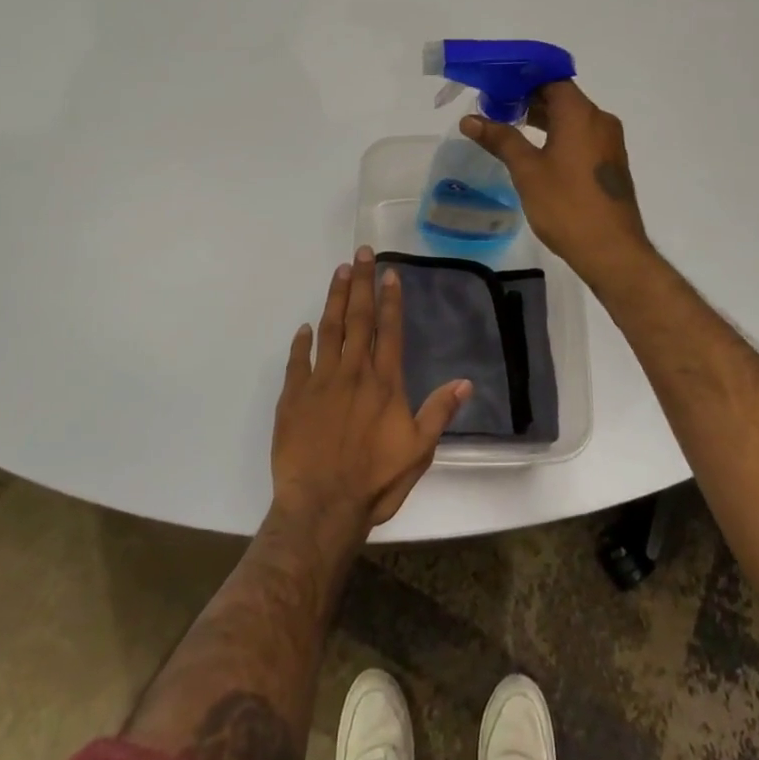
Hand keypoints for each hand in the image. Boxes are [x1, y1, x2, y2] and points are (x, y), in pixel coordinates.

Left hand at [272, 247, 470, 538]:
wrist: (321, 507)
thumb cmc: (375, 481)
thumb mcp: (419, 451)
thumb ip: (439, 412)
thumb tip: (465, 382)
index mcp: (384, 383)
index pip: (389, 330)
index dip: (390, 299)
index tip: (389, 272)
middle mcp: (353, 372)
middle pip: (358, 319)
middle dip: (361, 283)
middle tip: (360, 253)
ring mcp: (320, 381)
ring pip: (329, 329)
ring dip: (335, 299)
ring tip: (339, 272)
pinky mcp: (293, 396)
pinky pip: (297, 360)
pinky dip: (301, 341)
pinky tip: (304, 327)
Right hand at [461, 80, 653, 290]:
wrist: (611, 250)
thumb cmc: (566, 205)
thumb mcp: (527, 170)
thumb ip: (501, 139)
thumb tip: (470, 119)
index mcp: (581, 114)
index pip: (551, 79)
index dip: (523, 79)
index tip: (496, 86)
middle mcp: (600, 120)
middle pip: (562, 97)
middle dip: (529, 98)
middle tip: (495, 107)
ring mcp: (608, 142)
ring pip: (572, 118)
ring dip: (543, 118)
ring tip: (510, 126)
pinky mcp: (609, 162)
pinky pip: (581, 135)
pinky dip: (558, 134)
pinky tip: (536, 150)